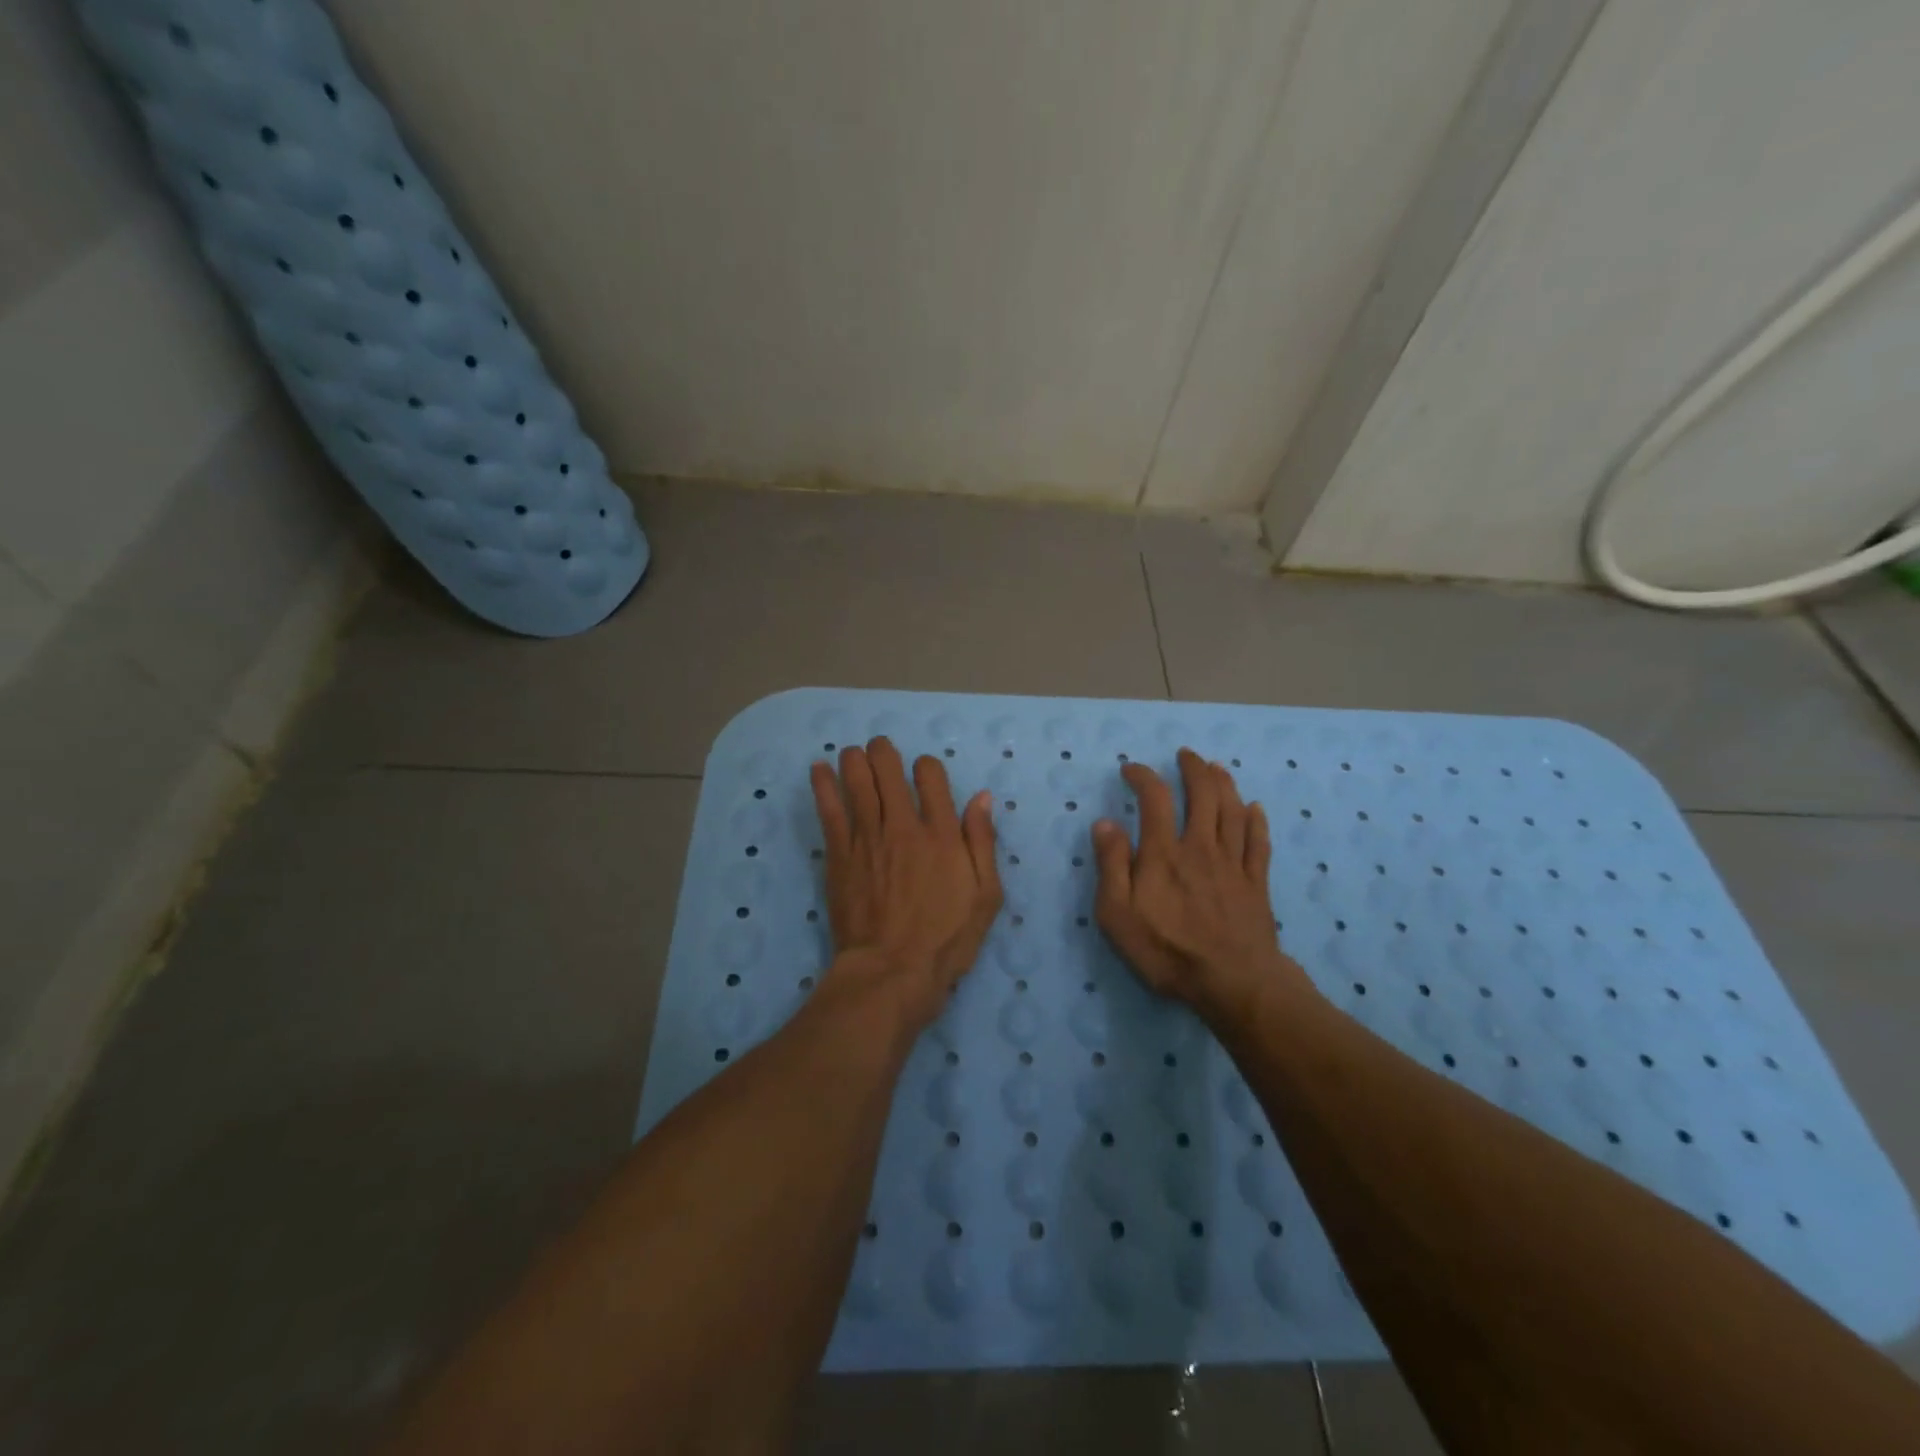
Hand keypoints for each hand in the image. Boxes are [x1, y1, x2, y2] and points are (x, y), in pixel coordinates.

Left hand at [810, 737, 1002, 1027]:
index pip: (930, 776)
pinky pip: (830, 811)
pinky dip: (824, 786)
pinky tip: (819, 768)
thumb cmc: (946, 939)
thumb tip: (981, 798)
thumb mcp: (986, 895)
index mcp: (941, 833)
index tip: (924, 774)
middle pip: (887, 771)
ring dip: (854, 760)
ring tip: (853, 752)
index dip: (926, 766)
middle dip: (883, 752)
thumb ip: (982, 842)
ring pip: (857, 783)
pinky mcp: (840, 856)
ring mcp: (867, 839)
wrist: (892, 972)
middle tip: (879, 748)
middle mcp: (903, 826)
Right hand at [1091, 748, 1306, 1019]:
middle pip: (1203, 795)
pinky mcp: (1256, 883)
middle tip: (1186, 755)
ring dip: (1225, 784)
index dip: (1143, 776)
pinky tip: (1254, 809)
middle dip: (1193, 769)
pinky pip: (1258, 842)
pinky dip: (1256, 821)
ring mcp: (1232, 864)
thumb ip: (1111, 865)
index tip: (1131, 769)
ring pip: (1232, 811)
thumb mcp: (1118, 915)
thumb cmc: (1167, 951)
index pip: (1155, 799)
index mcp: (1164, 853)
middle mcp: (1200, 847)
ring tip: (1217, 768)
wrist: (1233, 983)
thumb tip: (1105, 822)